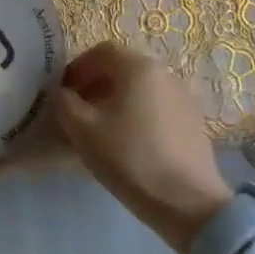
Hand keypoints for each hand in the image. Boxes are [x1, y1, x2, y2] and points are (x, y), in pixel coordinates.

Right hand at [52, 42, 231, 253]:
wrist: (186, 201)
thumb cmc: (129, 157)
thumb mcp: (83, 129)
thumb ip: (64, 103)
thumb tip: (61, 93)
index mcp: (139, 67)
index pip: (101, 52)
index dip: (76, 68)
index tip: (62, 93)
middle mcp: (165, 74)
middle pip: (122, 69)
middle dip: (94, 86)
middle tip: (76, 113)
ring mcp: (183, 98)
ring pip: (139, 90)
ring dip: (114, 102)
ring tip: (99, 131)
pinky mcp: (193, 123)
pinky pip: (155, 108)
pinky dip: (135, 116)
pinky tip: (127, 144)